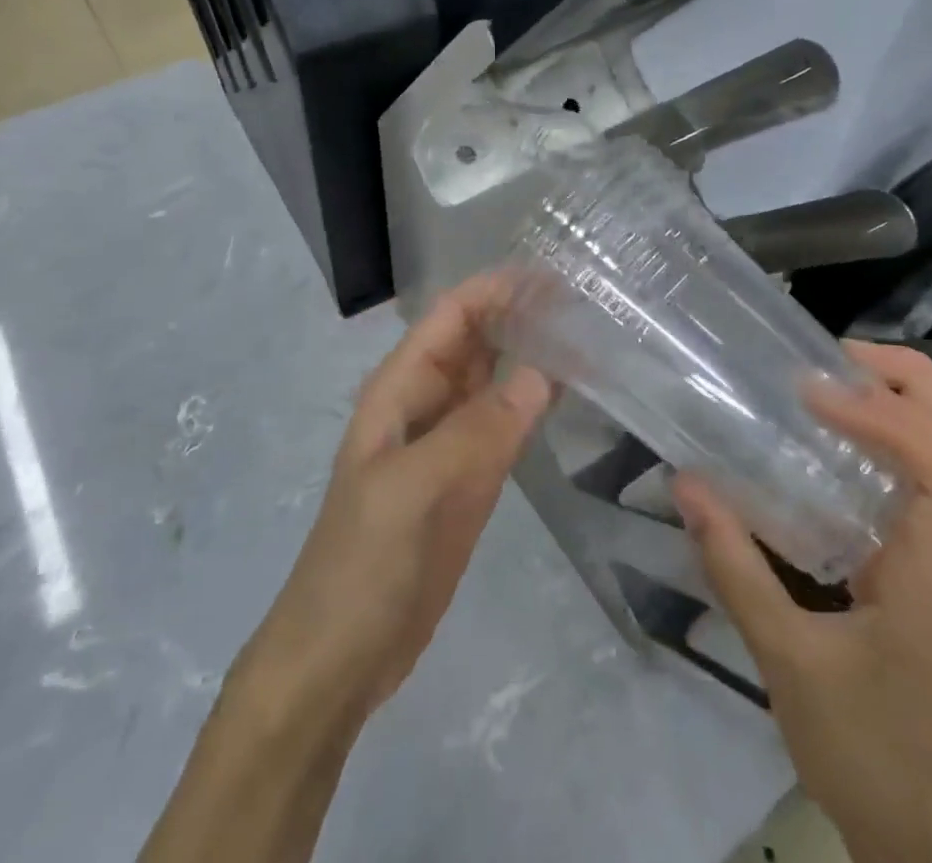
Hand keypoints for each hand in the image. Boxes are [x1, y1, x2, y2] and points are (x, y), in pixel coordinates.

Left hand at [241, 271, 552, 720]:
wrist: (342, 656)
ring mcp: (451, 441)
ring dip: (533, 353)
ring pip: (496, 379)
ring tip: (589, 332)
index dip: (496, 289)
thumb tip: (542, 374)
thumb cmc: (362, 563)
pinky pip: (508, 424)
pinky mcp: (472, 478)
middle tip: (586, 300)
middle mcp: (427, 403)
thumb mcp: (411, 490)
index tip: (552, 275)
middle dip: (521, 313)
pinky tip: (572, 390)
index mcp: (400, 389)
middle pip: (477, 340)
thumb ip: (475, 432)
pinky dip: (536, 403)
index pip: (451, 317)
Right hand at [671, 342, 931, 862]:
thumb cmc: (865, 750)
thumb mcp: (786, 661)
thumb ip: (735, 569)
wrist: (924, 833)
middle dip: (915, 382)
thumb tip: (687, 484)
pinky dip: (894, 433)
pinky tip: (836, 433)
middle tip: (839, 355)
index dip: (886, 416)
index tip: (813, 394)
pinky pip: (928, 475)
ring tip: (838, 376)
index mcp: (930, 571)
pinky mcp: (922, 561)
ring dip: (911, 399)